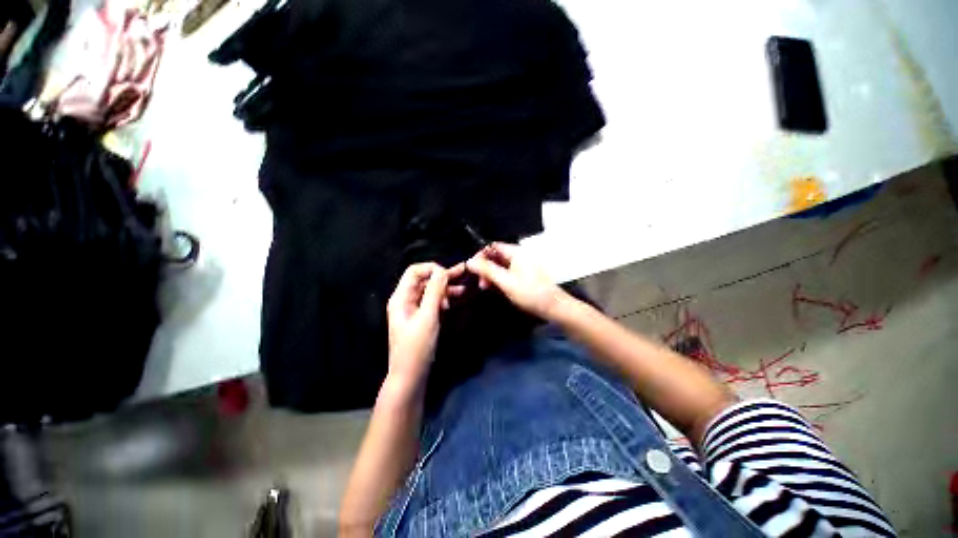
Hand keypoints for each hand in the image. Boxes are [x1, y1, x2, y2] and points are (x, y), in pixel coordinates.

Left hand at [386, 263, 457, 385]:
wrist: (410, 376)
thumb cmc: (416, 347)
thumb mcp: (427, 317)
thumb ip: (435, 292)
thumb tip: (442, 271)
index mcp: (401, 297)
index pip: (414, 271)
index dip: (432, 269)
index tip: (449, 275)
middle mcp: (406, 300)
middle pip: (425, 280)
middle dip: (443, 276)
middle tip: (463, 272)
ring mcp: (414, 309)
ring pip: (431, 291)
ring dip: (446, 288)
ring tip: (464, 289)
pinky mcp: (422, 318)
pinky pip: (434, 302)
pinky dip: (445, 299)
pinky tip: (457, 299)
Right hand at [465, 243, 568, 319]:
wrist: (553, 307)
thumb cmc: (530, 292)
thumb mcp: (506, 281)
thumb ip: (487, 270)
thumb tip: (469, 261)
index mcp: (516, 252)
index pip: (493, 246)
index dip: (481, 255)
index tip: (472, 268)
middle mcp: (519, 256)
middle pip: (496, 256)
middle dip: (485, 267)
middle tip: (480, 282)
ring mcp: (522, 266)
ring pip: (500, 266)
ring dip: (491, 274)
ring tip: (485, 287)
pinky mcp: (523, 276)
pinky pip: (507, 273)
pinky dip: (499, 279)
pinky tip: (494, 288)